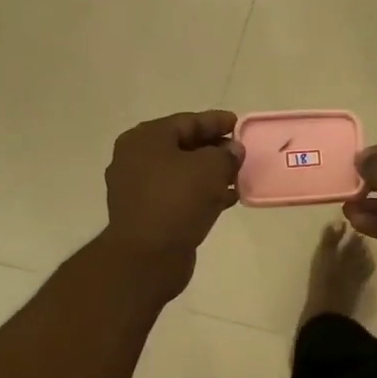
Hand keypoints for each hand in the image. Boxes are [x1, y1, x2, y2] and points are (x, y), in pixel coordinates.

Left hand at [102, 111, 242, 292]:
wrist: (148, 256)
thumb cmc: (177, 200)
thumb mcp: (211, 168)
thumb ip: (227, 154)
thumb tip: (232, 151)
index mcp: (145, 139)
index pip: (187, 121)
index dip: (216, 121)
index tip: (240, 124)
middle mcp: (135, 159)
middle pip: (182, 146)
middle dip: (214, 148)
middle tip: (241, 152)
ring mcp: (138, 188)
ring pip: (182, 172)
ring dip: (210, 173)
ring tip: (239, 176)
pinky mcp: (146, 214)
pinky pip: (178, 195)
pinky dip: (201, 193)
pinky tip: (227, 198)